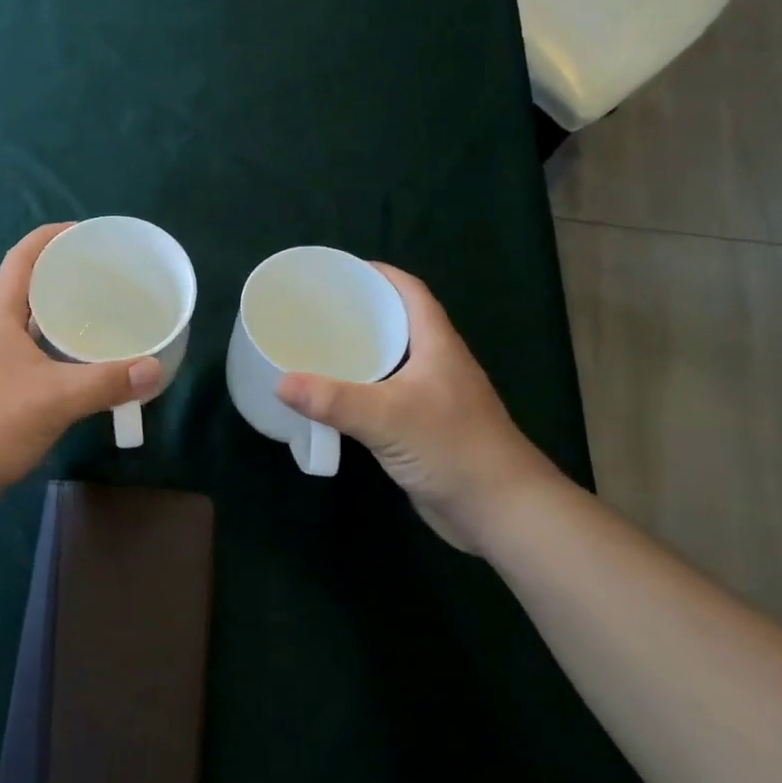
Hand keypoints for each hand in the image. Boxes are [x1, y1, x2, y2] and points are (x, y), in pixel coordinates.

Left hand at [0, 223, 161, 518]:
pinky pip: (36, 357)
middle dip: (66, 275)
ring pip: (34, 325)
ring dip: (65, 316)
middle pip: (30, 288)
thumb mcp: (53, 398)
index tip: (86, 232)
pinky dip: (61, 353)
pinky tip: (86, 367)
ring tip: (106, 317)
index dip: (51, 237)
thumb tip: (155, 368)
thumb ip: (105, 382)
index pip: (22, 258)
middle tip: (109, 278)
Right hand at [275, 263, 558, 553]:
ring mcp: (434, 398)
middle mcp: (438, 365)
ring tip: (317, 345)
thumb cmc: (452, 449)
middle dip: (362, 311)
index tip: (341, 270)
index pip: (412, 292)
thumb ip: (333, 400)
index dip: (381, 274)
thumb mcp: (387, 417)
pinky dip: (361, 388)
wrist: (501, 512)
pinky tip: (335, 397)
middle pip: (400, 323)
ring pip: (393, 361)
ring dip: (361, 350)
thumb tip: (279, 382)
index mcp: (438, 346)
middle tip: (317, 308)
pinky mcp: (425, 428)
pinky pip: (388, 394)